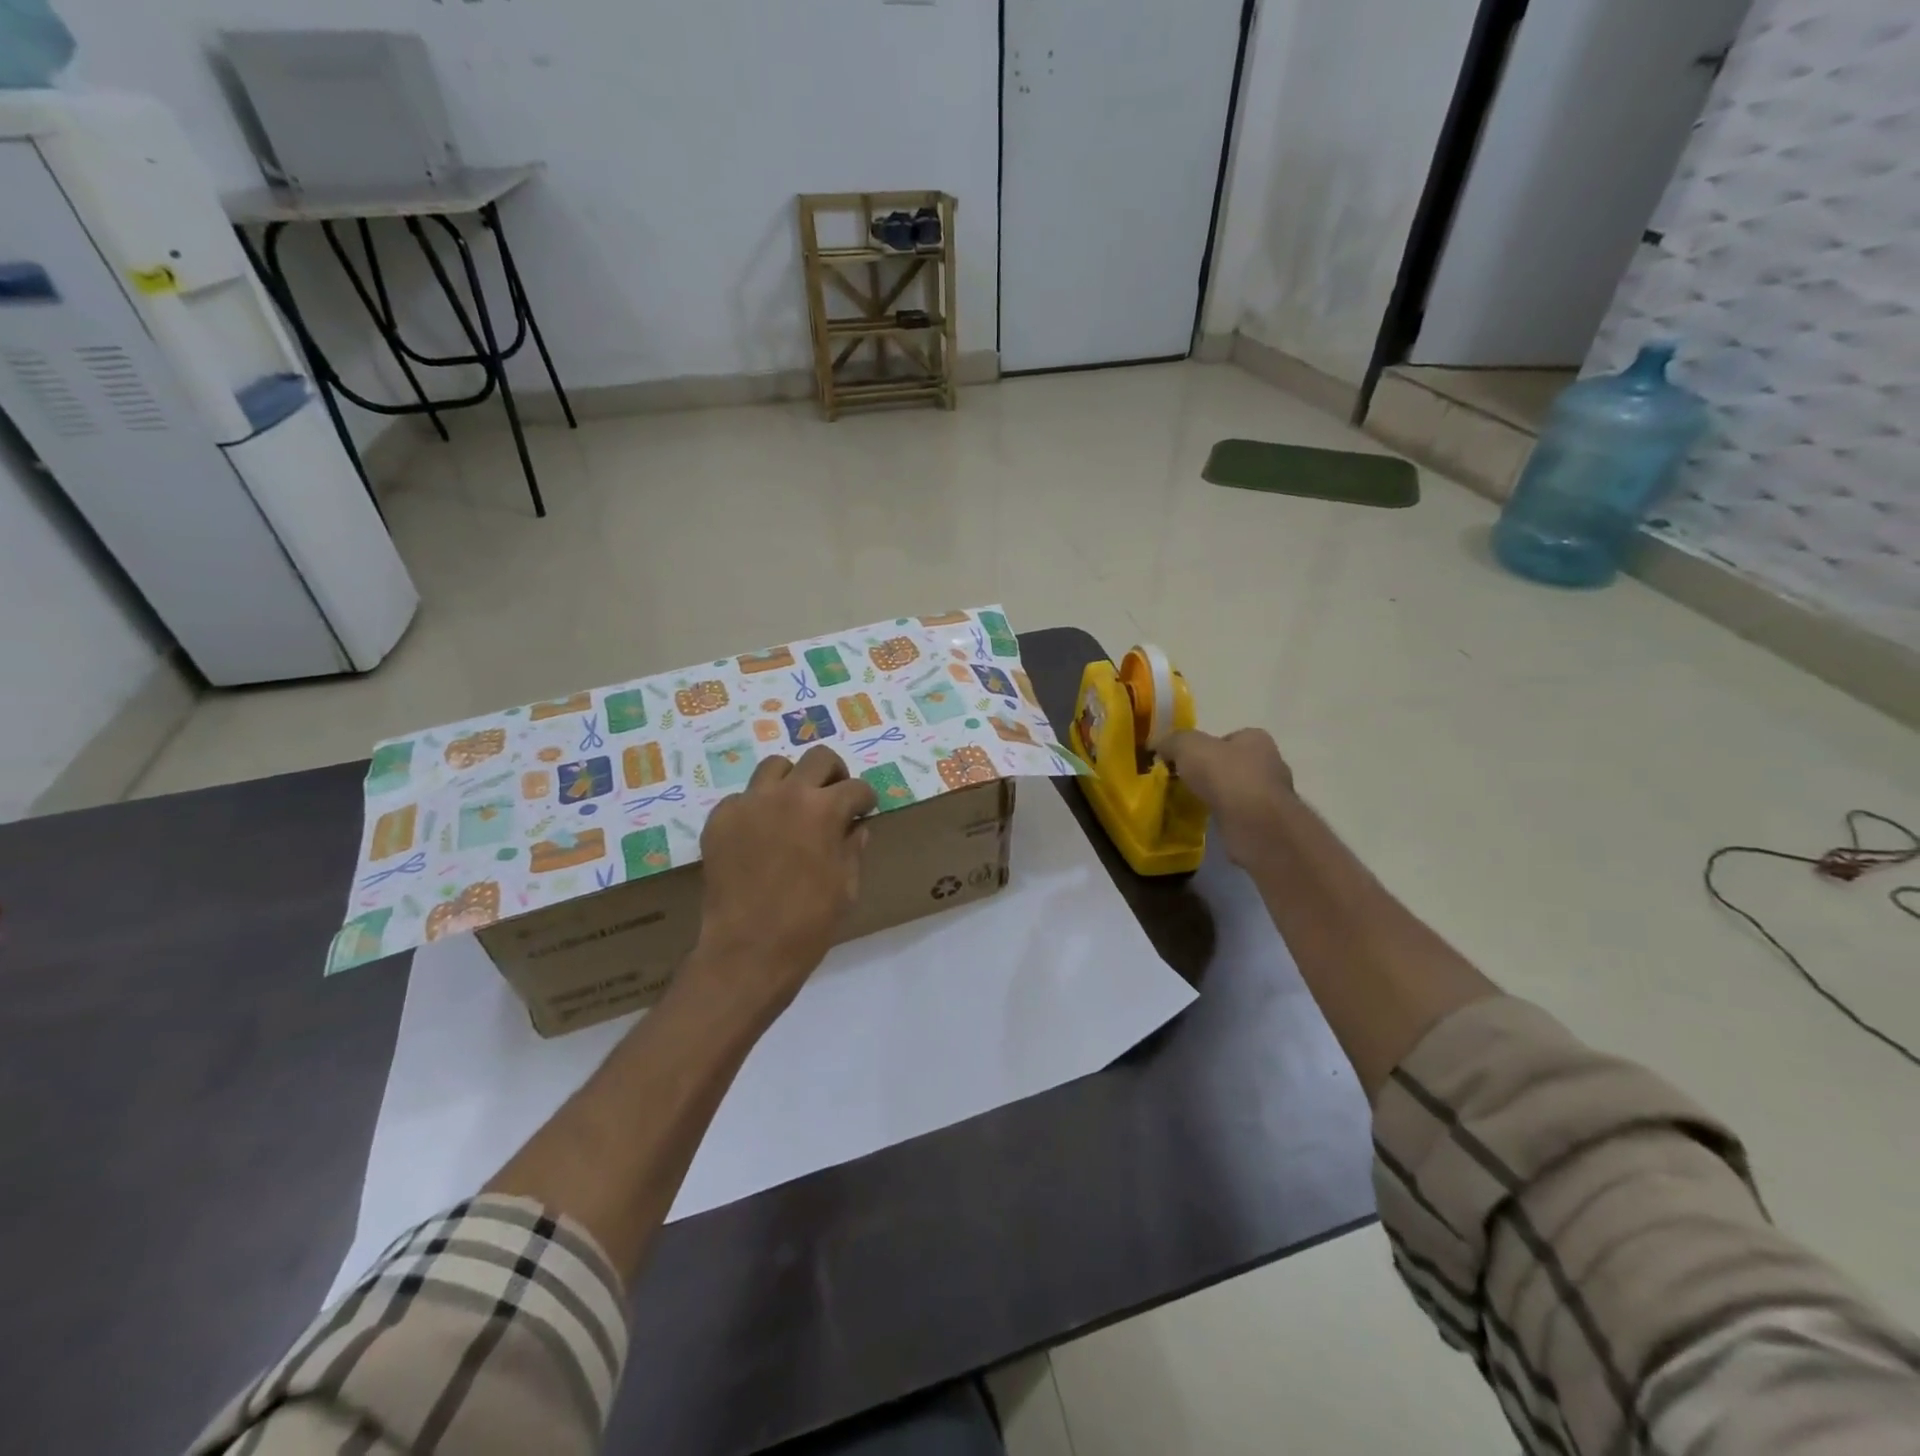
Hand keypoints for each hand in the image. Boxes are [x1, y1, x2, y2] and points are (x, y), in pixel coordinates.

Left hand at [686, 745, 878, 1022]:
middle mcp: (787, 794)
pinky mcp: (720, 819)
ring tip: (793, 806)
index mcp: (825, 810)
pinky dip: (756, 808)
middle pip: (818, 758)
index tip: (863, 810)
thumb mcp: (846, 887)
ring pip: (774, 767)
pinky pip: (742, 798)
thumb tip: (855, 828)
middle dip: (833, 774)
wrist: (748, 951)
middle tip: (834, 797)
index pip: (856, 787)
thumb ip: (852, 848)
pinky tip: (759, 835)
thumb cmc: (809, 923)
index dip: (865, 799)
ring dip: (791, 781)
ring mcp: (749, 803)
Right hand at [1157, 728, 1296, 867]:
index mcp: (1256, 740)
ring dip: (1217, 797)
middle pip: (1233, 764)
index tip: (1184, 761)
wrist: (1255, 825)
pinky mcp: (1266, 824)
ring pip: (1236, 792)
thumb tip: (1156, 743)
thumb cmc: (1226, 776)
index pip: (1228, 738)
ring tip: (1191, 804)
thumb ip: (1172, 741)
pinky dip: (1223, 818)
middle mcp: (1270, 764)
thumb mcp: (1188, 747)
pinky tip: (1207, 822)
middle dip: (1211, 773)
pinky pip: (1238, 815)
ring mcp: (1270, 797)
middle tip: (1185, 782)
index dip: (1205, 747)